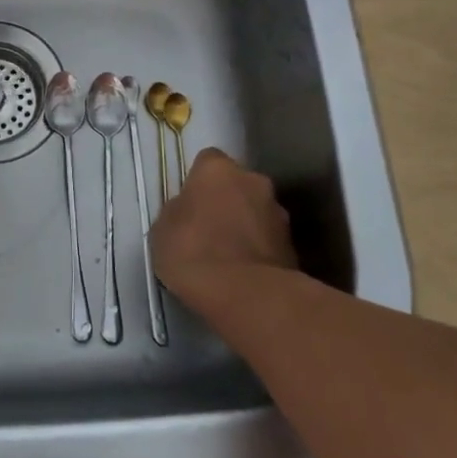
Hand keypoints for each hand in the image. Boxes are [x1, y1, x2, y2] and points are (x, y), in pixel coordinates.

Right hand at [150, 149, 295, 305]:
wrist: (247, 296)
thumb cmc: (194, 253)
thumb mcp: (163, 230)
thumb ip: (177, 211)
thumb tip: (187, 211)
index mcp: (218, 169)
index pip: (207, 161)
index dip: (198, 181)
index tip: (190, 203)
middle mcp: (253, 181)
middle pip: (237, 184)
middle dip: (227, 201)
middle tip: (209, 229)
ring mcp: (278, 213)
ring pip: (256, 212)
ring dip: (246, 226)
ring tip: (228, 257)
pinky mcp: (293, 246)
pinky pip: (269, 241)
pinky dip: (259, 251)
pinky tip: (244, 274)